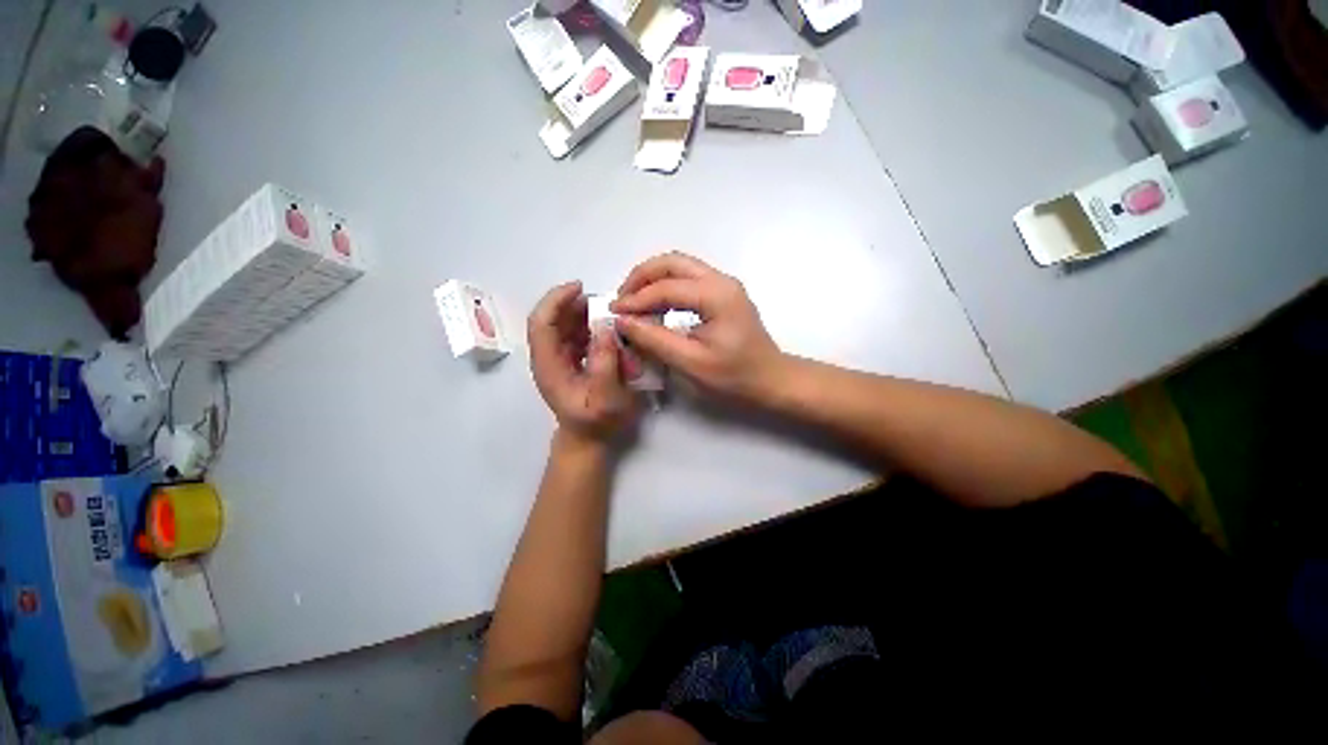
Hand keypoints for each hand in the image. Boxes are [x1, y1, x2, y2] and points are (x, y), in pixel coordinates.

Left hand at [528, 281, 637, 441]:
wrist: (588, 438)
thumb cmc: (596, 423)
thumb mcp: (605, 399)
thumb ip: (605, 364)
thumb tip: (606, 328)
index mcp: (548, 366)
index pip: (541, 323)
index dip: (555, 301)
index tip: (580, 288)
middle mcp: (548, 357)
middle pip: (552, 319)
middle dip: (575, 305)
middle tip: (605, 303)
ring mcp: (559, 358)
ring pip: (565, 324)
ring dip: (586, 315)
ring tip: (610, 316)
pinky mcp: (570, 359)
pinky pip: (577, 333)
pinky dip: (591, 326)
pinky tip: (609, 331)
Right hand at [611, 252, 784, 402]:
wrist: (771, 380)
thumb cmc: (734, 377)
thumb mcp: (691, 363)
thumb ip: (655, 339)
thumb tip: (622, 321)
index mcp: (716, 295)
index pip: (665, 287)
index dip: (635, 299)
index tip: (613, 313)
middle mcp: (721, 280)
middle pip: (672, 262)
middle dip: (641, 277)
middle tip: (622, 300)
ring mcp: (724, 285)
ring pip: (680, 267)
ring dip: (653, 280)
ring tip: (633, 302)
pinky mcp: (723, 294)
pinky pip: (688, 279)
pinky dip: (666, 287)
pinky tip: (655, 306)